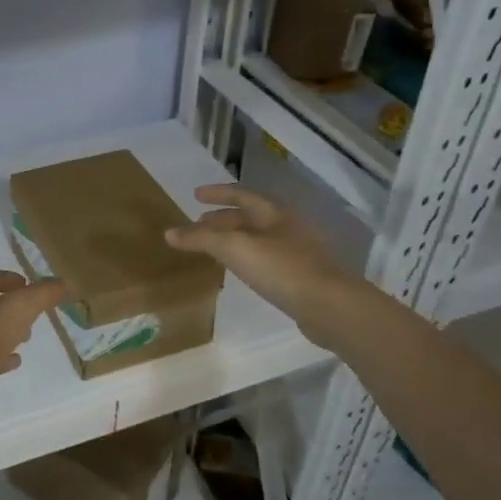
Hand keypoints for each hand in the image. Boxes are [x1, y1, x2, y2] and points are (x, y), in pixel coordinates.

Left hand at [0, 268, 66, 386]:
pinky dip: (3, 358)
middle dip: (10, 307)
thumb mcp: (22, 306)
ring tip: (27, 337)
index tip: (27, 285)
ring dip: (7, 332)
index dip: (5, 278)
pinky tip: (16, 361)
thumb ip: (43, 293)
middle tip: (32, 313)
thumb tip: (63, 282)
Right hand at [165, 186, 356, 340]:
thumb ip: (201, 239)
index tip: (196, 194)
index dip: (217, 193)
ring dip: (234, 238)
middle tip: (199, 224)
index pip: (241, 195)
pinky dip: (248, 257)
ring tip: (214, 248)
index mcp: (274, 213)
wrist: (330, 306)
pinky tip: (241, 271)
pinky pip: (267, 258)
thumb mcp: (235, 249)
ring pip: (259, 238)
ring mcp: (299, 251)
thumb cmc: (281, 269)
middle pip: (250, 216)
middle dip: (222, 218)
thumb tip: (169, 232)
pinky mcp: (303, 276)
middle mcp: (288, 226)